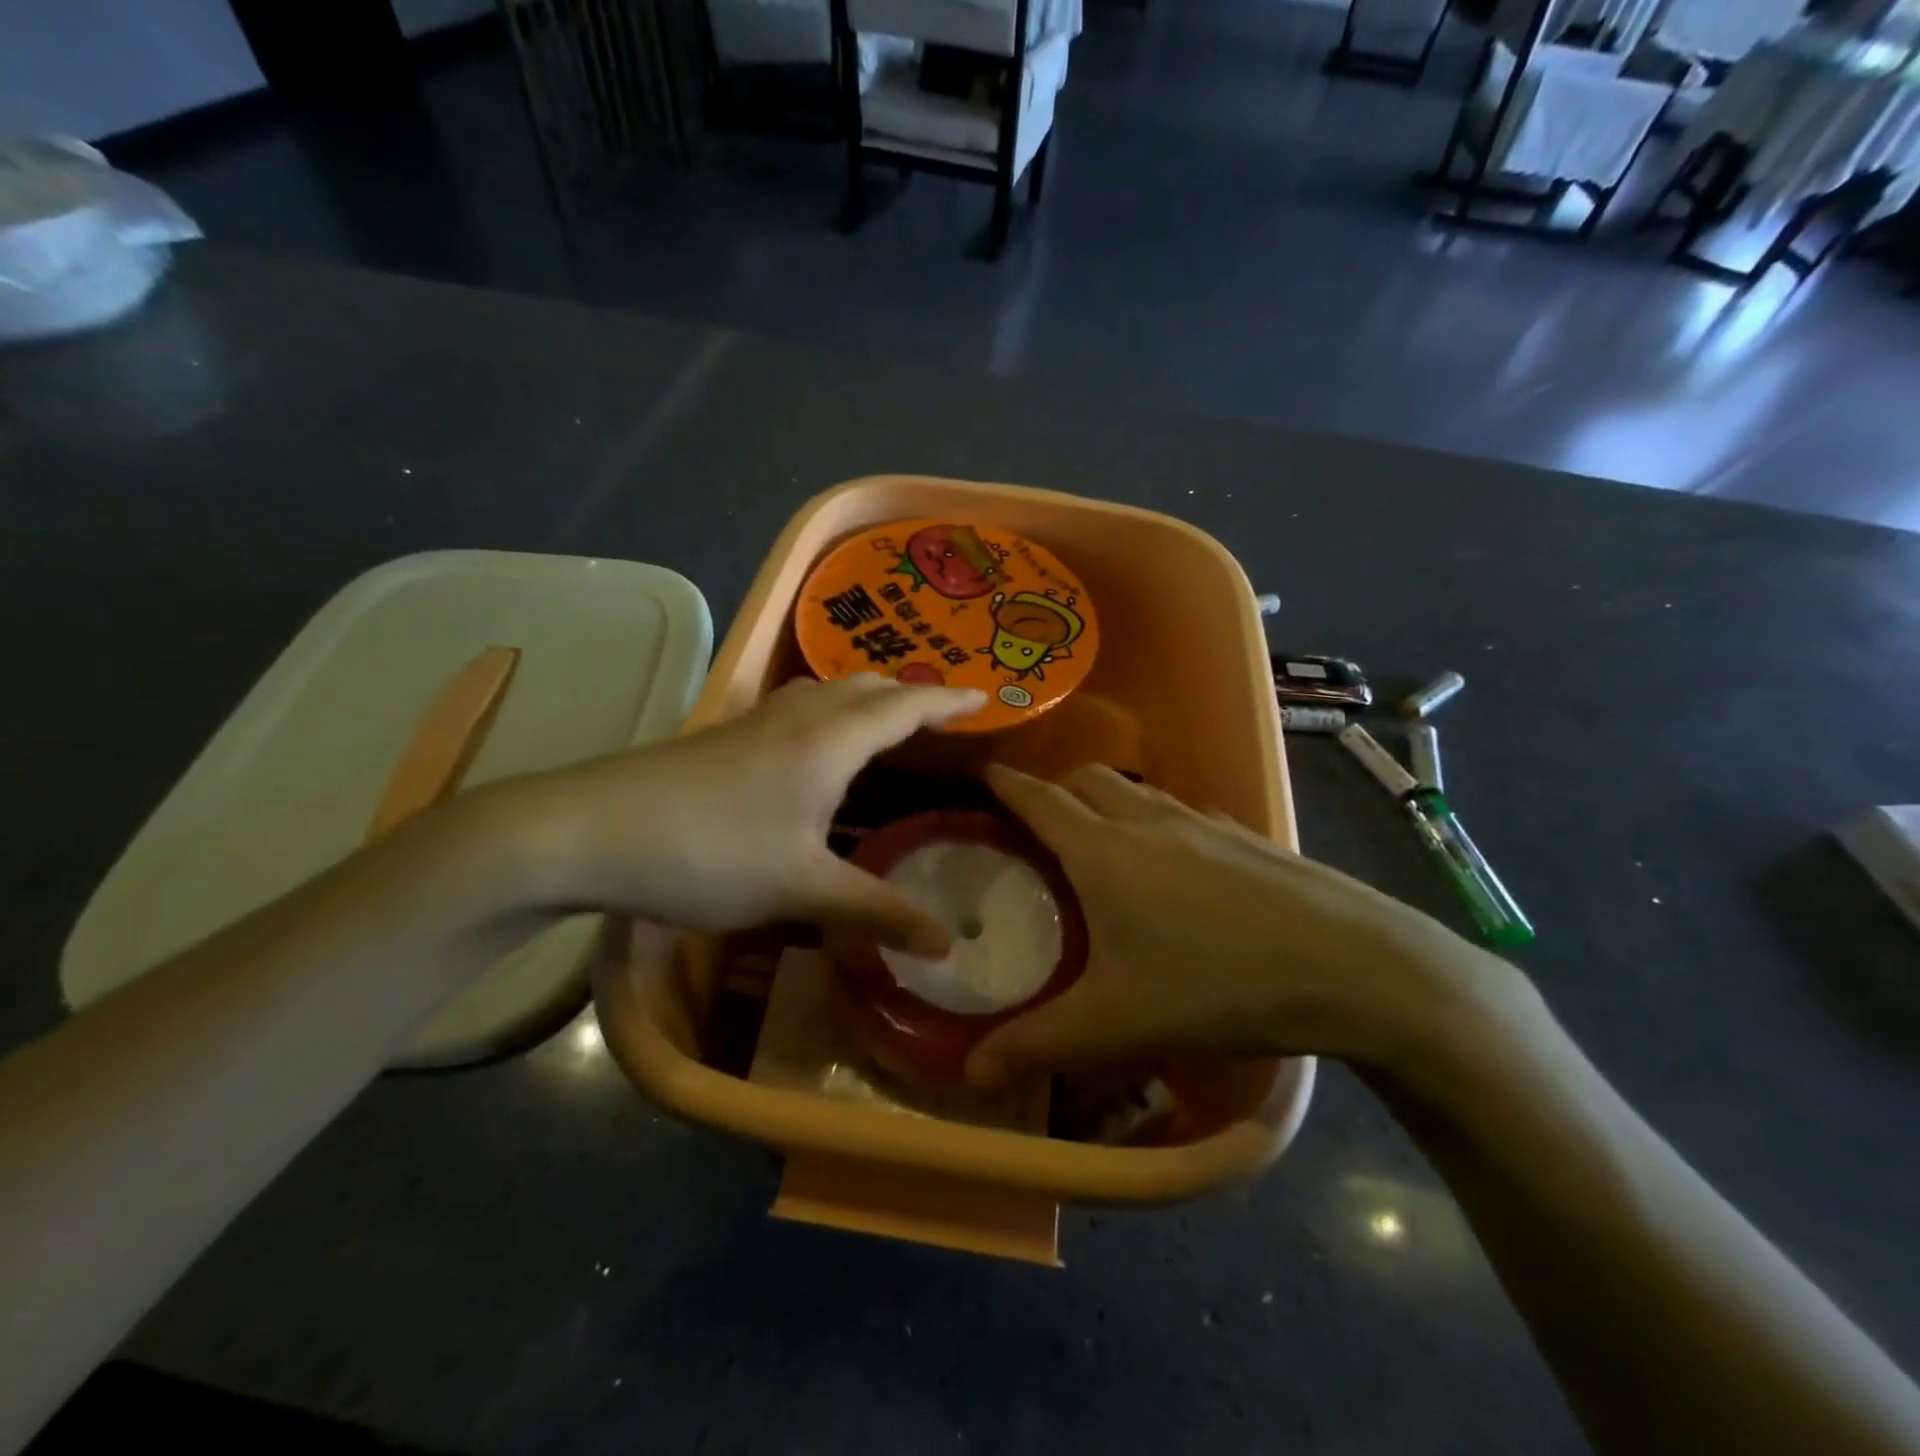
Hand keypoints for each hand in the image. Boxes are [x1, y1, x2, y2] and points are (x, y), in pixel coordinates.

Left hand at [510, 676, 983, 955]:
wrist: (584, 831)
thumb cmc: (708, 853)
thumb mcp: (800, 889)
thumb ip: (876, 911)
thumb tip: (947, 944)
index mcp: (829, 740)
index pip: (905, 706)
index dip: (948, 700)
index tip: (986, 696)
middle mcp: (796, 717)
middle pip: (865, 686)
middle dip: (908, 693)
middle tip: (939, 714)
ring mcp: (754, 722)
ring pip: (825, 693)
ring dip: (863, 699)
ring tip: (884, 725)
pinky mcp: (722, 739)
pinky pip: (795, 710)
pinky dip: (828, 716)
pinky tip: (814, 753)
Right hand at [966, 764, 1528, 1086]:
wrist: (1358, 968)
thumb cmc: (1219, 986)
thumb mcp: (1117, 1024)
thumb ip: (1037, 1044)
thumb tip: (970, 1070)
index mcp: (1105, 851)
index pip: (1038, 799)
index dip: (1004, 784)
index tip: (982, 775)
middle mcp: (1149, 821)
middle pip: (1087, 778)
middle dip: (1055, 788)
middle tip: (1038, 826)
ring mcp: (1206, 822)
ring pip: (1138, 791)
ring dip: (1108, 801)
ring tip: (1102, 846)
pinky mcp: (1248, 837)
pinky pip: (1185, 812)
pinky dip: (1158, 821)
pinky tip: (1176, 870)